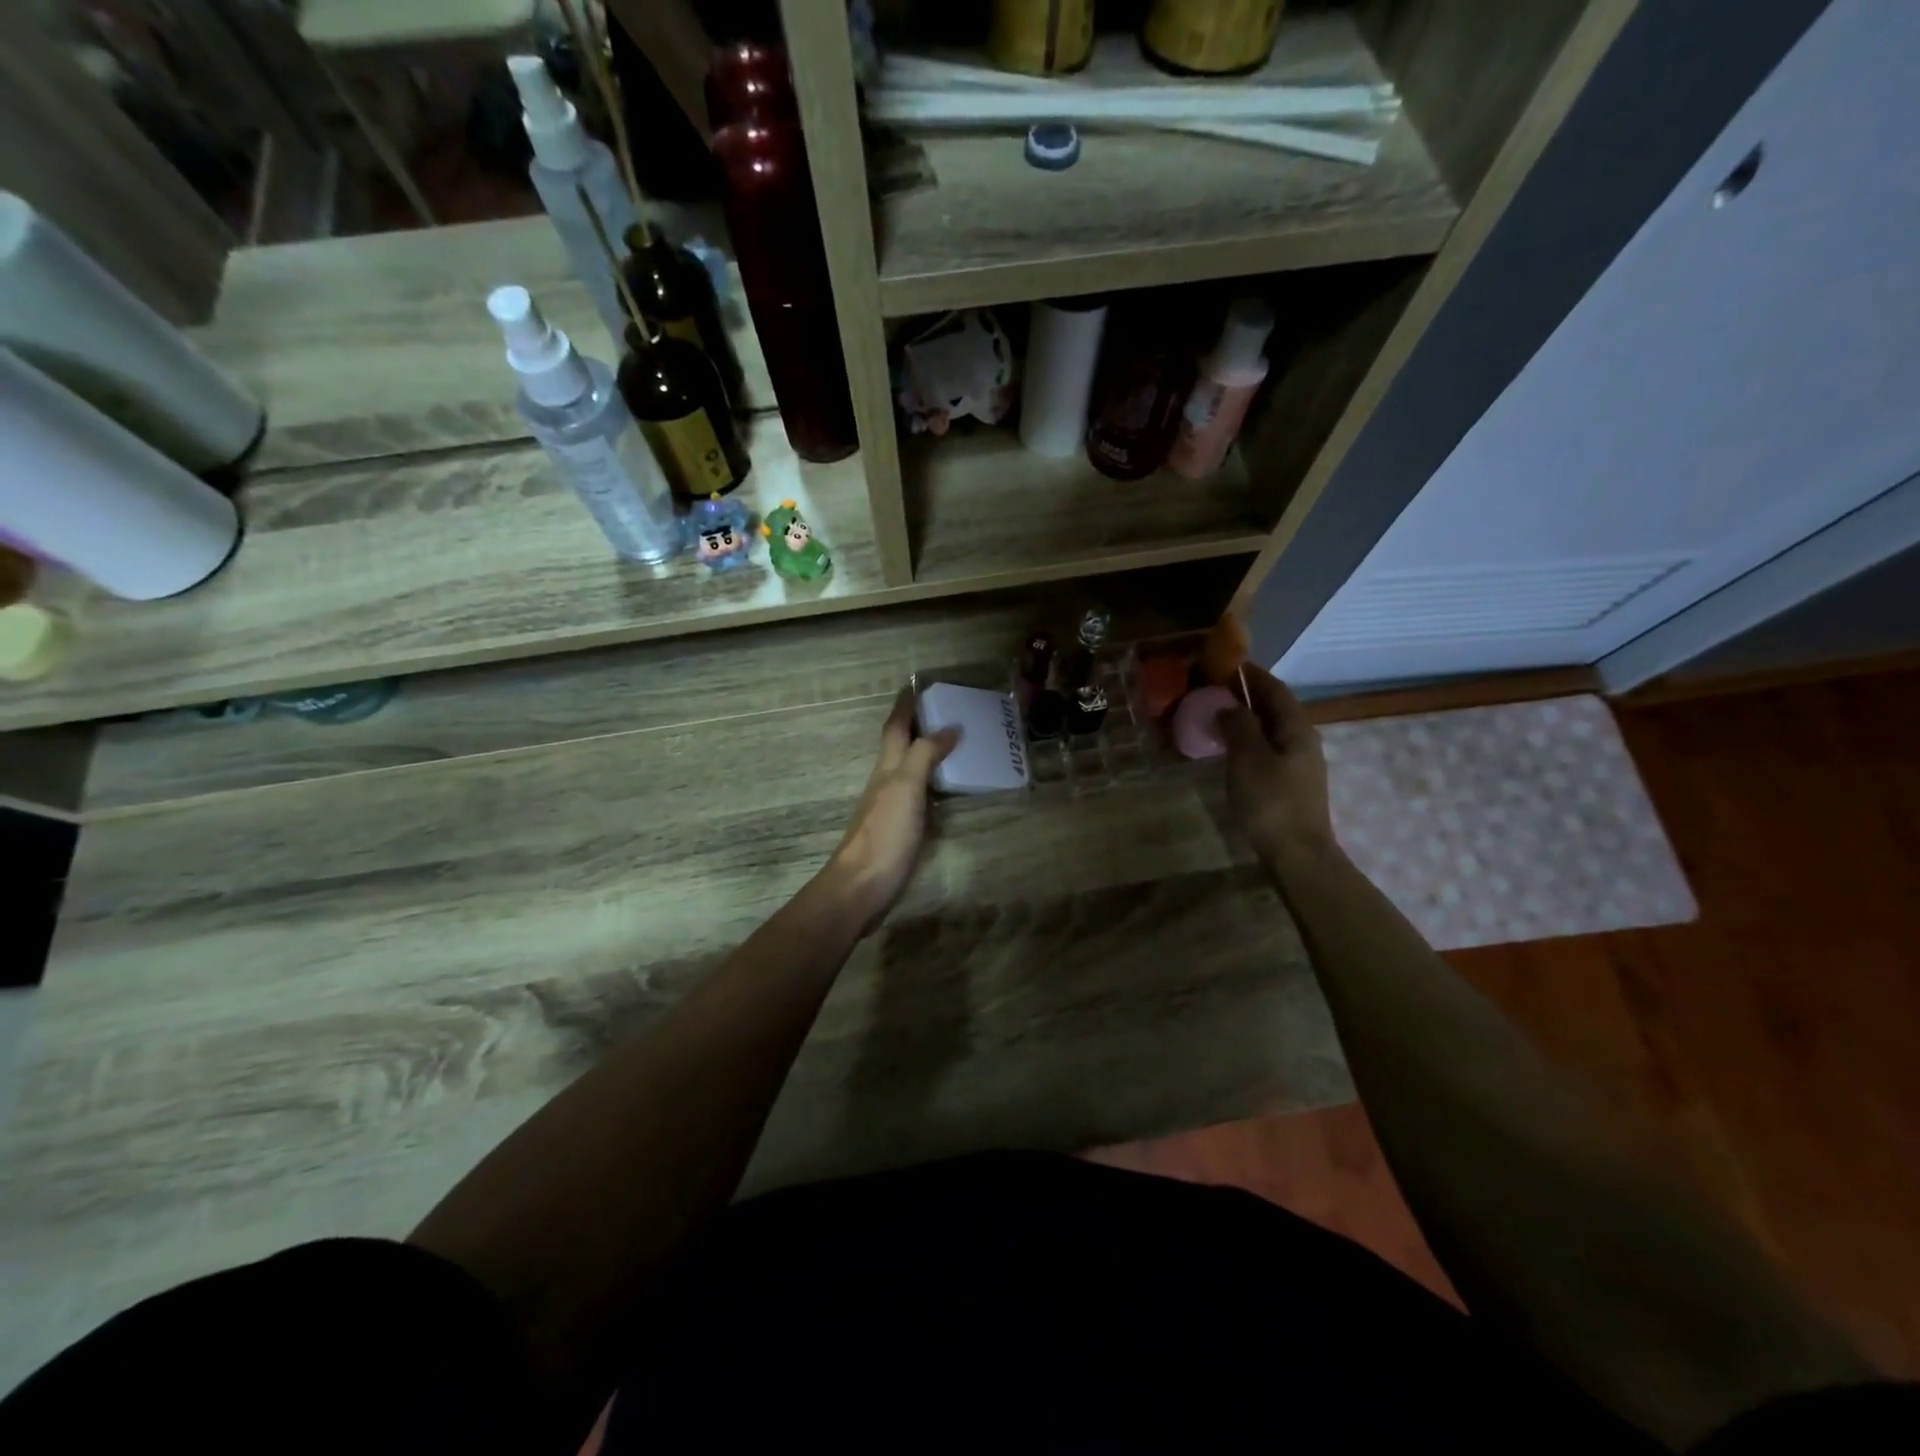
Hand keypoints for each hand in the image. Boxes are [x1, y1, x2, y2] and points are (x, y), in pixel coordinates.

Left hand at [823, 689, 958, 927]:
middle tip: (945, 713)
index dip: (904, 707)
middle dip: (916, 727)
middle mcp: (885, 784)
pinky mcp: (897, 832)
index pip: (895, 728)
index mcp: (886, 769)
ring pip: (907, 771)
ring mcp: (889, 809)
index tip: (916, 686)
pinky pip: (917, 796)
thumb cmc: (884, 835)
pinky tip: (944, 792)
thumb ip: (924, 755)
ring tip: (953, 746)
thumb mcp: (905, 788)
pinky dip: (930, 784)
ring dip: (925, 754)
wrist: (860, 888)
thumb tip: (949, 727)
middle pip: (899, 747)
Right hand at [1218, 664, 1339, 868]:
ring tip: (1217, 716)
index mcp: (1296, 728)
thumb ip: (1238, 726)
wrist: (1298, 854)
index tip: (1225, 663)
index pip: (1274, 688)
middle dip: (1247, 695)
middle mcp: (1303, 739)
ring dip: (1247, 718)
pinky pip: (1268, 748)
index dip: (1251, 674)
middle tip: (1213, 689)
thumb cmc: (1271, 802)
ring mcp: (1300, 763)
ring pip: (1271, 729)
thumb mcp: (1248, 758)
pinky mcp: (1291, 783)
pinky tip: (1230, 749)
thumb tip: (1229, 705)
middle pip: (1275, 707)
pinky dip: (1249, 739)